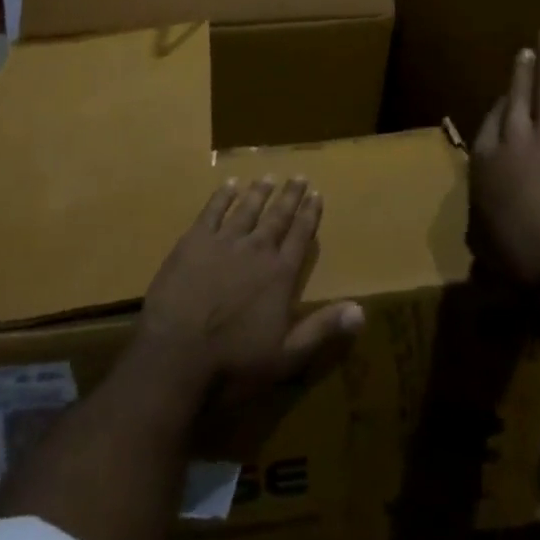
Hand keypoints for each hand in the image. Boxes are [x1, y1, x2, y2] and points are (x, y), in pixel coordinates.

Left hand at [136, 177, 364, 404]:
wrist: (177, 355)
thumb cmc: (234, 363)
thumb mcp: (286, 356)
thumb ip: (323, 329)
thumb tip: (362, 310)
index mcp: (280, 274)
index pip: (300, 236)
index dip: (310, 214)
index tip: (317, 193)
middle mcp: (257, 249)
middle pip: (278, 215)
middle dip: (290, 195)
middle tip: (299, 176)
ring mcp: (225, 241)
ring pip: (248, 207)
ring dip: (260, 191)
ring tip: (269, 177)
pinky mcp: (195, 240)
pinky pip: (213, 210)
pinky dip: (223, 195)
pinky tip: (229, 185)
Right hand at [471, 26, 539, 286]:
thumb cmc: (510, 251)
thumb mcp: (479, 224)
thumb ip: (484, 199)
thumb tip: (493, 194)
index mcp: (484, 155)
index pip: (493, 118)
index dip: (504, 105)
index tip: (512, 97)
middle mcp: (512, 135)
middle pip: (517, 94)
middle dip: (523, 70)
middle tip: (528, 47)